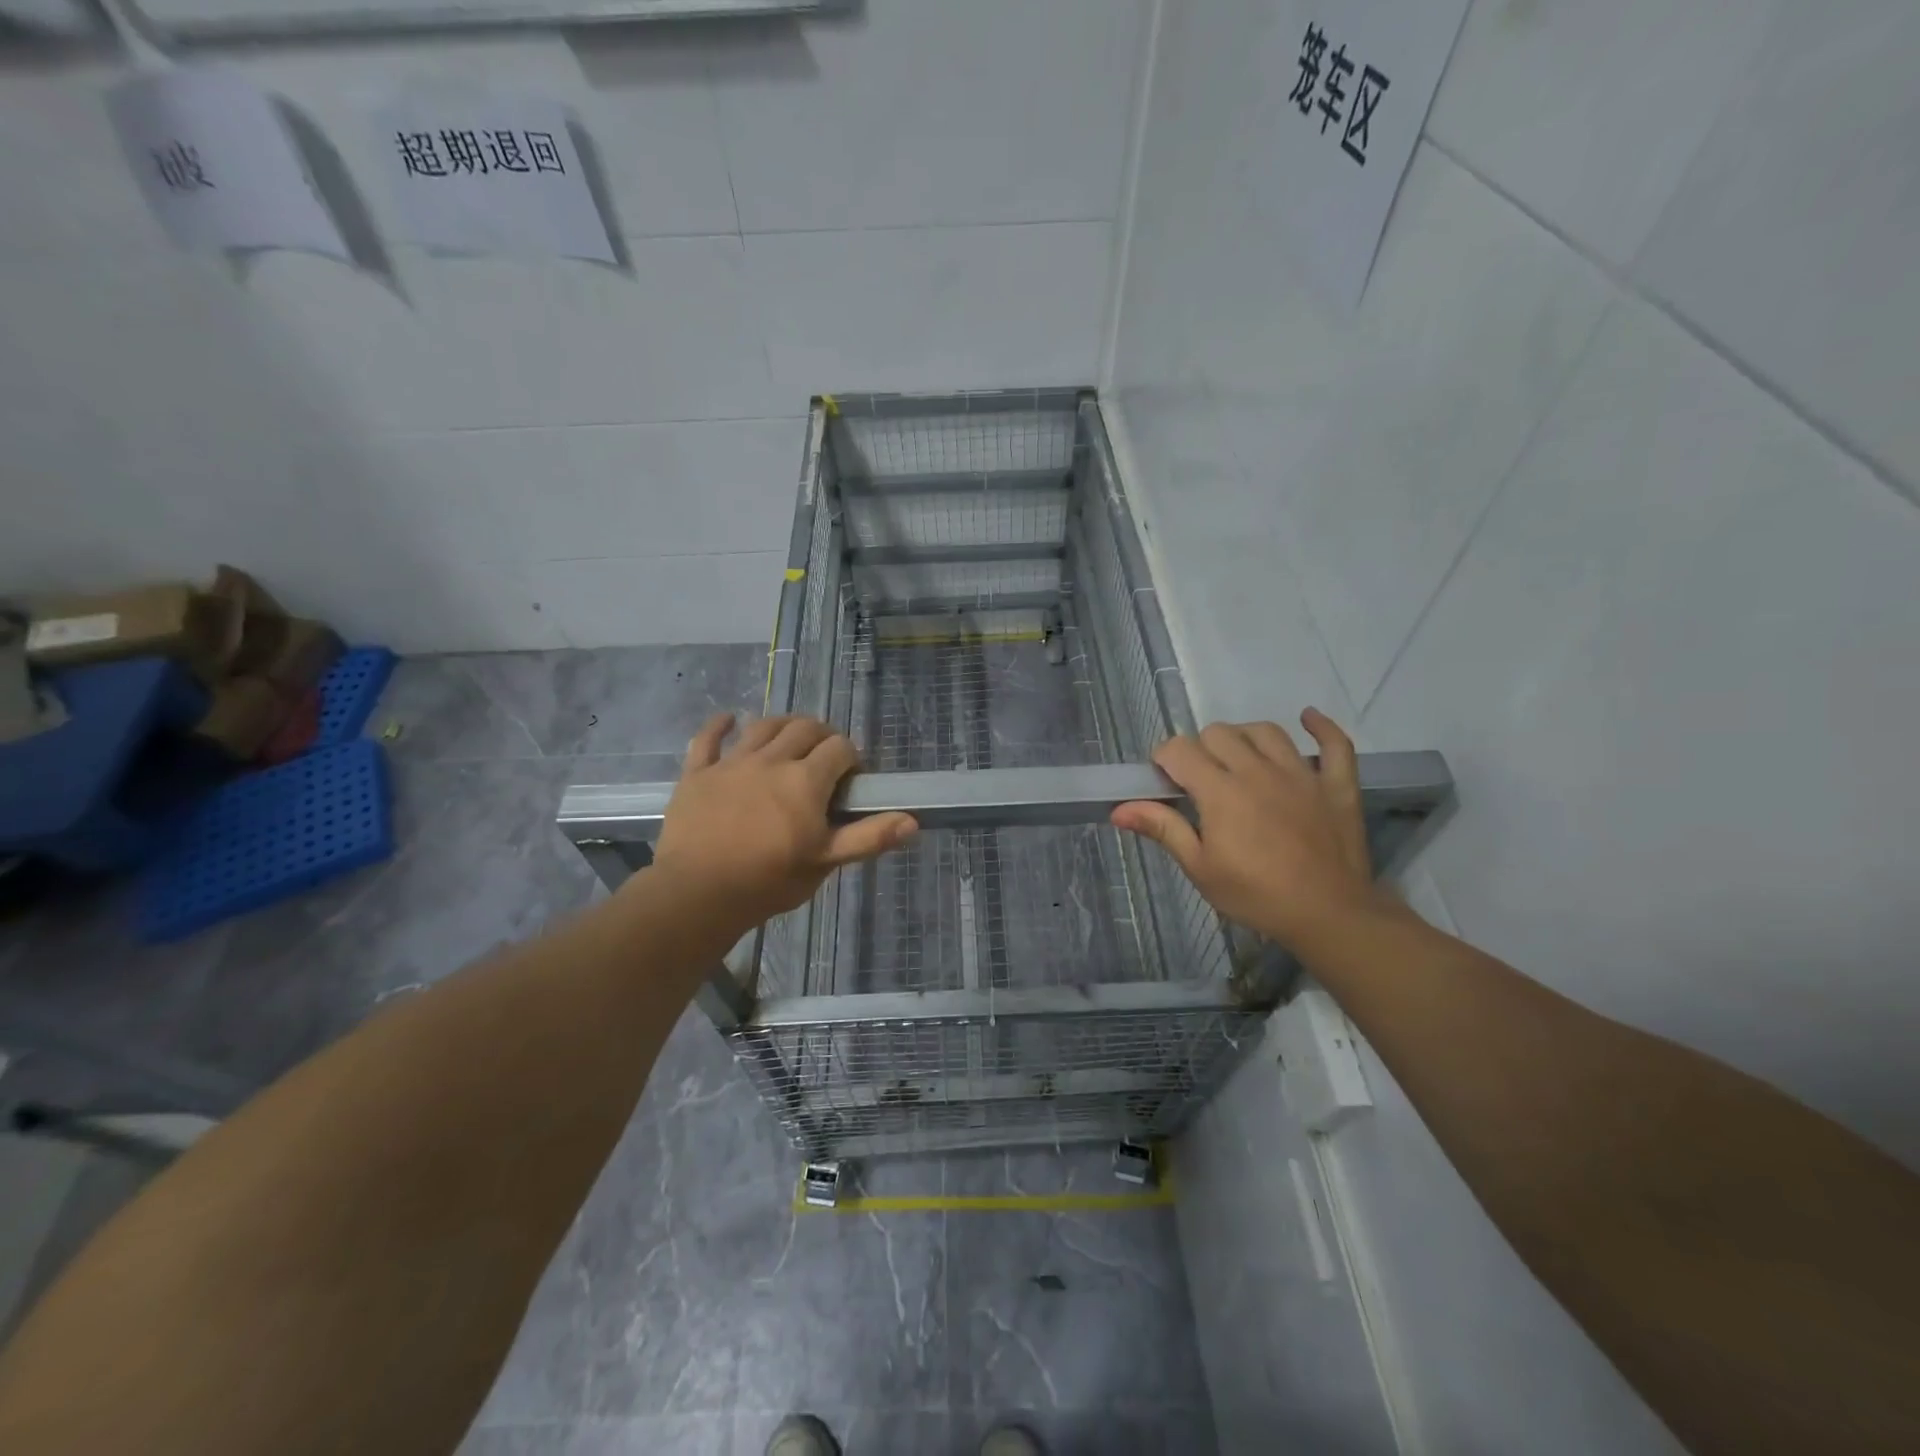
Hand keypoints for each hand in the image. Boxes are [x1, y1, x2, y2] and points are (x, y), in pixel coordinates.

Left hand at [648, 713, 916, 937]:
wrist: (698, 893)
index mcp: (806, 780)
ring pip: (763, 726)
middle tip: (825, 755)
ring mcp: (731, 763)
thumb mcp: (825, 862)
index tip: (851, 778)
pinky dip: (720, 725)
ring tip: (790, 736)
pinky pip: (708, 739)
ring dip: (783, 725)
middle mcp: (771, 760)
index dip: (851, 757)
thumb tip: (913, 821)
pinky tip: (729, 719)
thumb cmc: (769, 880)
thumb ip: (868, 838)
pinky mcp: (698, 773)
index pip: (840, 748)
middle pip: (804, 728)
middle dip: (821, 734)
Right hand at [1111, 710, 1387, 951]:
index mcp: (1221, 791)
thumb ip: (1163, 829)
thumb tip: (1118, 809)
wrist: (1329, 916)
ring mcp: (1301, 774)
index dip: (1164, 759)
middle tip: (1200, 780)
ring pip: (1265, 731)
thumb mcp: (1200, 868)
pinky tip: (1308, 719)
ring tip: (1238, 758)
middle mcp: (1258, 771)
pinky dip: (1321, 727)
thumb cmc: (1256, 895)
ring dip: (1244, 737)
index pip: (1180, 750)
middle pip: (1219, 733)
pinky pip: (1335, 744)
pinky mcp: (1335, 785)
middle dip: (1200, 748)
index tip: (1164, 780)